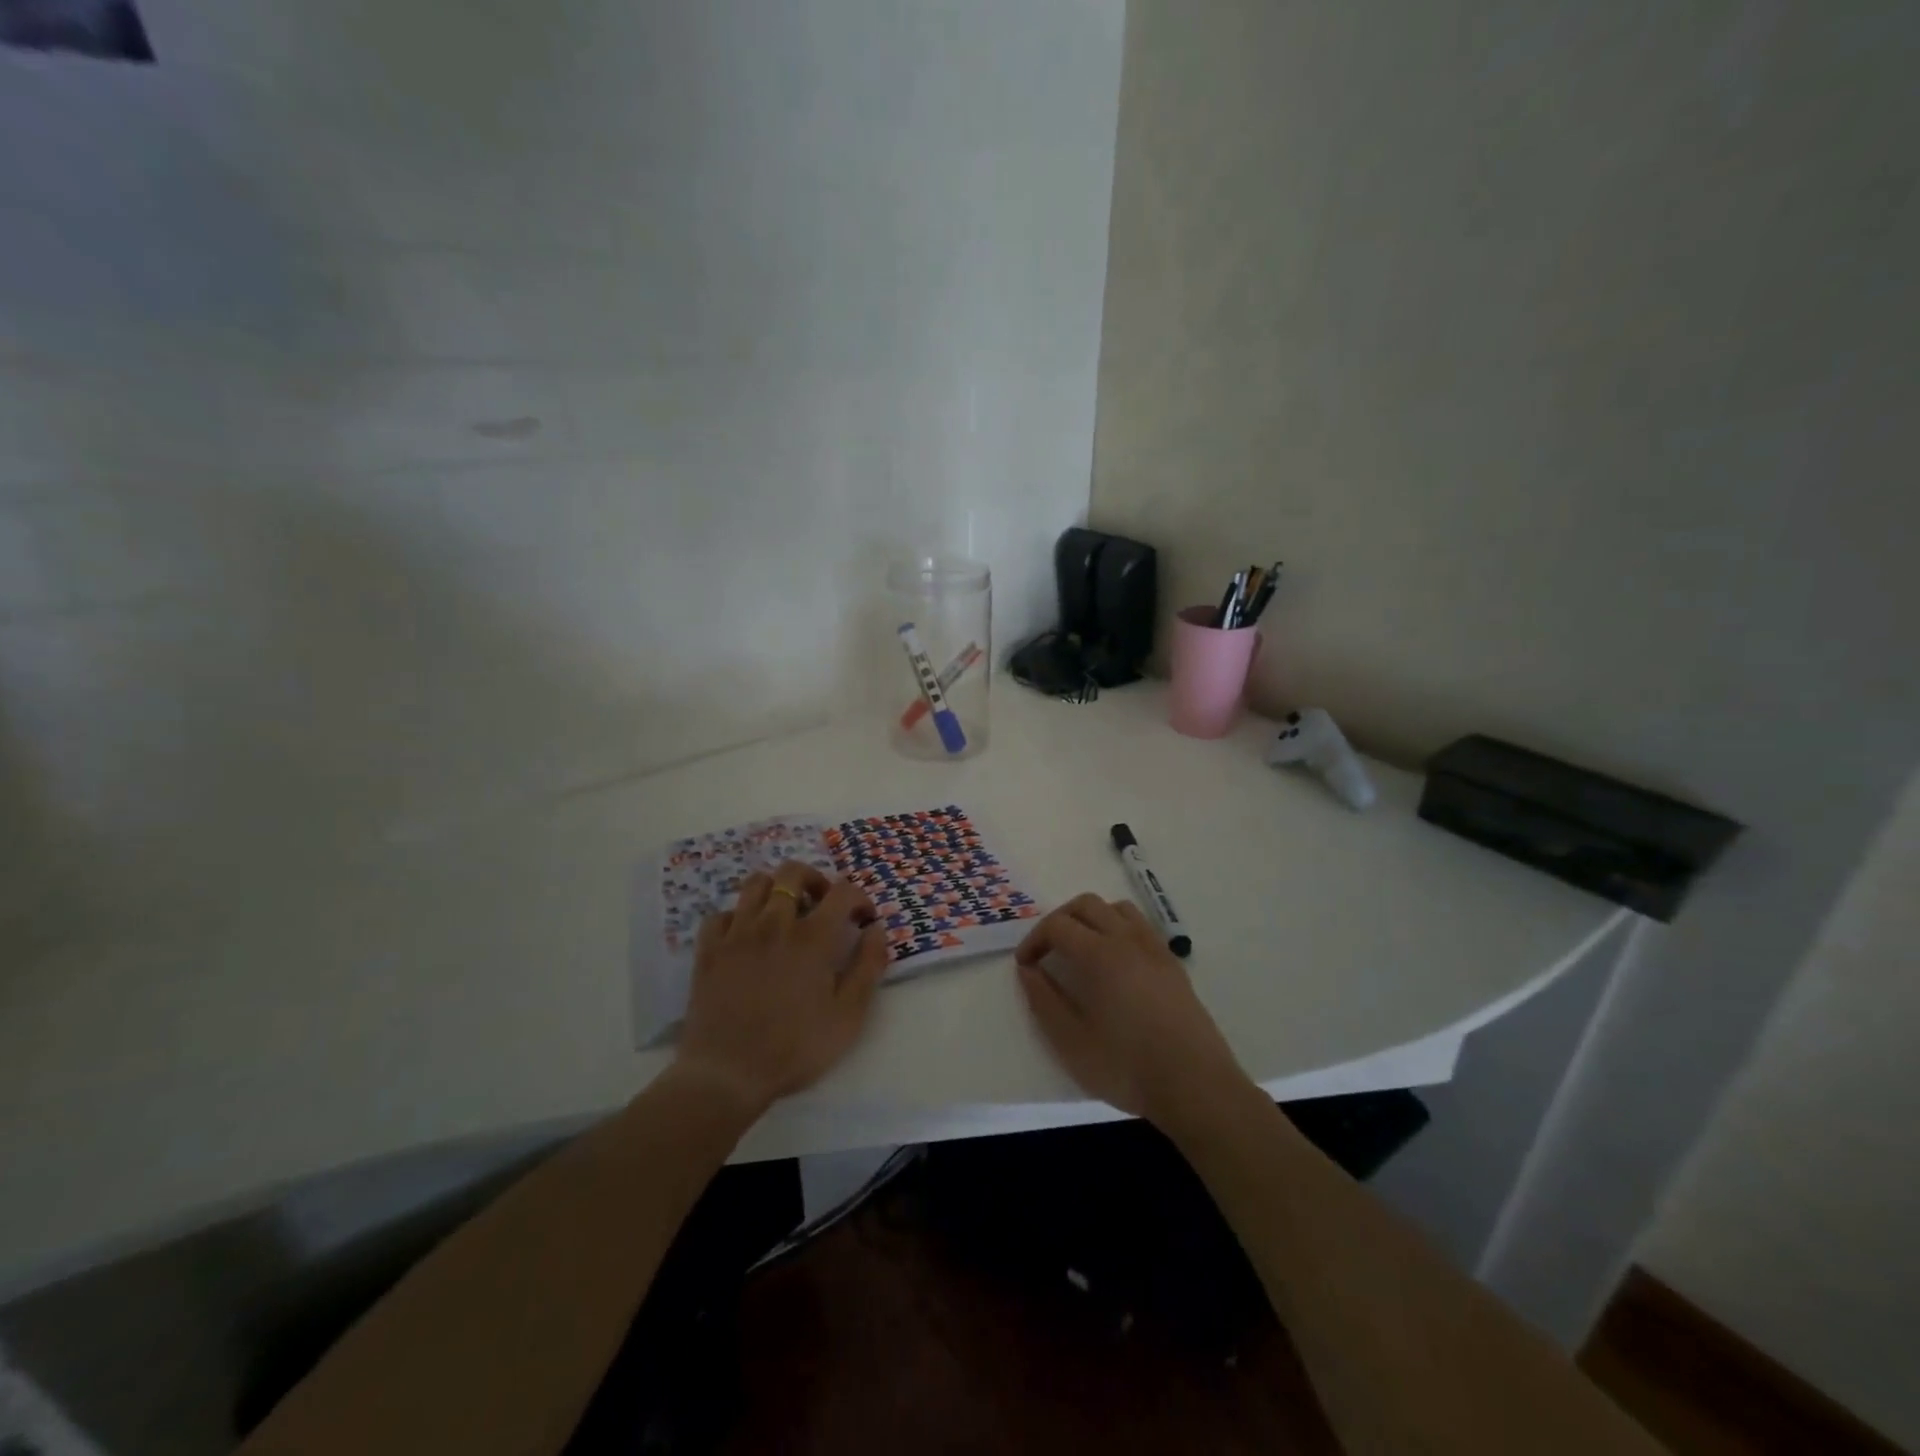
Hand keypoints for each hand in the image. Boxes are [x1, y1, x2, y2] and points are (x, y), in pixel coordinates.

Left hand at [677, 861, 891, 1117]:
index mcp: (813, 938)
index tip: (864, 919)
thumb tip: (876, 929)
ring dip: (774, 889)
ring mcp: (737, 933)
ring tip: (784, 913)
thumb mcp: (848, 1016)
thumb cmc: (794, 1048)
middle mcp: (775, 923)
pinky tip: (745, 937)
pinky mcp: (709, 950)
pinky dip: (737, 917)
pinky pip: (721, 914)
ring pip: (755, 883)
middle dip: (814, 880)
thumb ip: (868, 967)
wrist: (727, 1074)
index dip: (859, 898)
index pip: (843, 891)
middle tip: (821, 905)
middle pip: (792, 872)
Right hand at [1016, 893, 1248, 1129]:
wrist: (1196, 1086)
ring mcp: (1155, 949)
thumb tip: (1028, 970)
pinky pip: (1140, 926)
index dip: (1034, 940)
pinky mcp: (1172, 964)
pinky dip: (1118, 928)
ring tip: (1080, 950)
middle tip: (1047, 951)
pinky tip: (1115, 963)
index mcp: (1100, 954)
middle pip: (1087, 905)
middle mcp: (1128, 939)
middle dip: (1060, 920)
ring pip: (1117, 909)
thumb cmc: (1127, 1066)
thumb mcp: (1072, 1041)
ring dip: (1092, 919)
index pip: (1058, 925)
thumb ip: (1044, 1000)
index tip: (1025, 965)